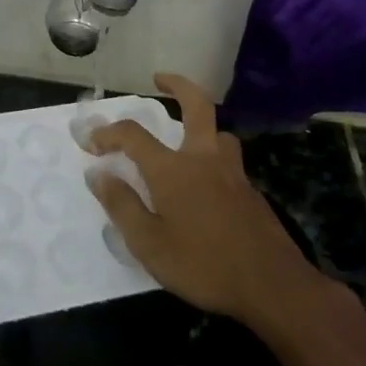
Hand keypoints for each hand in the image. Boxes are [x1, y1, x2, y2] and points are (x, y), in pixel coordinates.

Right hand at [86, 74, 358, 334]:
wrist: (274, 287)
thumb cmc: (203, 265)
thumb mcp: (149, 244)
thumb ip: (122, 205)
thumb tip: (97, 175)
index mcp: (173, 169)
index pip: (133, 134)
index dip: (108, 133)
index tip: (91, 142)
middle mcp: (203, 159)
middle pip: (196, 105)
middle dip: (177, 85)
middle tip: (159, 78)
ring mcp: (233, 173)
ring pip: (219, 133)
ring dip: (202, 126)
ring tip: (187, 139)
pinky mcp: (252, 193)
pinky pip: (229, 162)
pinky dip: (213, 159)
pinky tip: (208, 186)